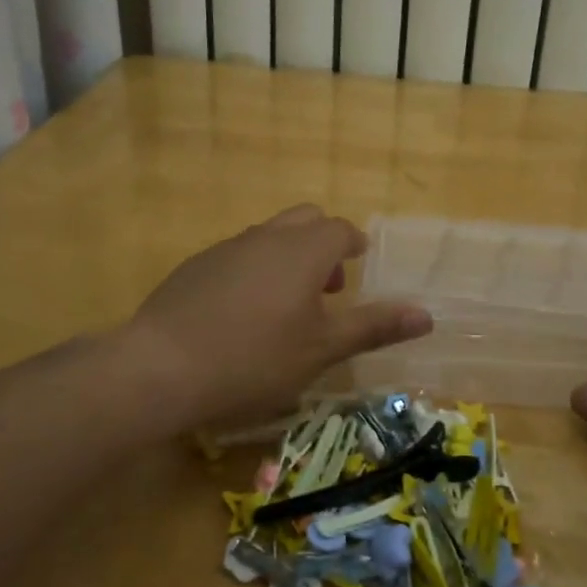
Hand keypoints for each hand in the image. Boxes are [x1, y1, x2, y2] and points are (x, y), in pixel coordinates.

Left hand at [120, 205, 431, 434]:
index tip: (357, 270)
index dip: (353, 246)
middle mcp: (266, 237)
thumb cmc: (254, 359)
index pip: (340, 230)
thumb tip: (427, 314)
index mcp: (303, 250)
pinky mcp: (195, 266)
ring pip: (269, 236)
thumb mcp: (321, 350)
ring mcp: (226, 248)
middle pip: (305, 219)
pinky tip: (241, 315)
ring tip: (286, 307)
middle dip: (322, 244)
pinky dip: (254, 270)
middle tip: (326, 289)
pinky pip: (238, 254)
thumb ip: (373, 327)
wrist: (160, 367)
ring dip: (288, 257)